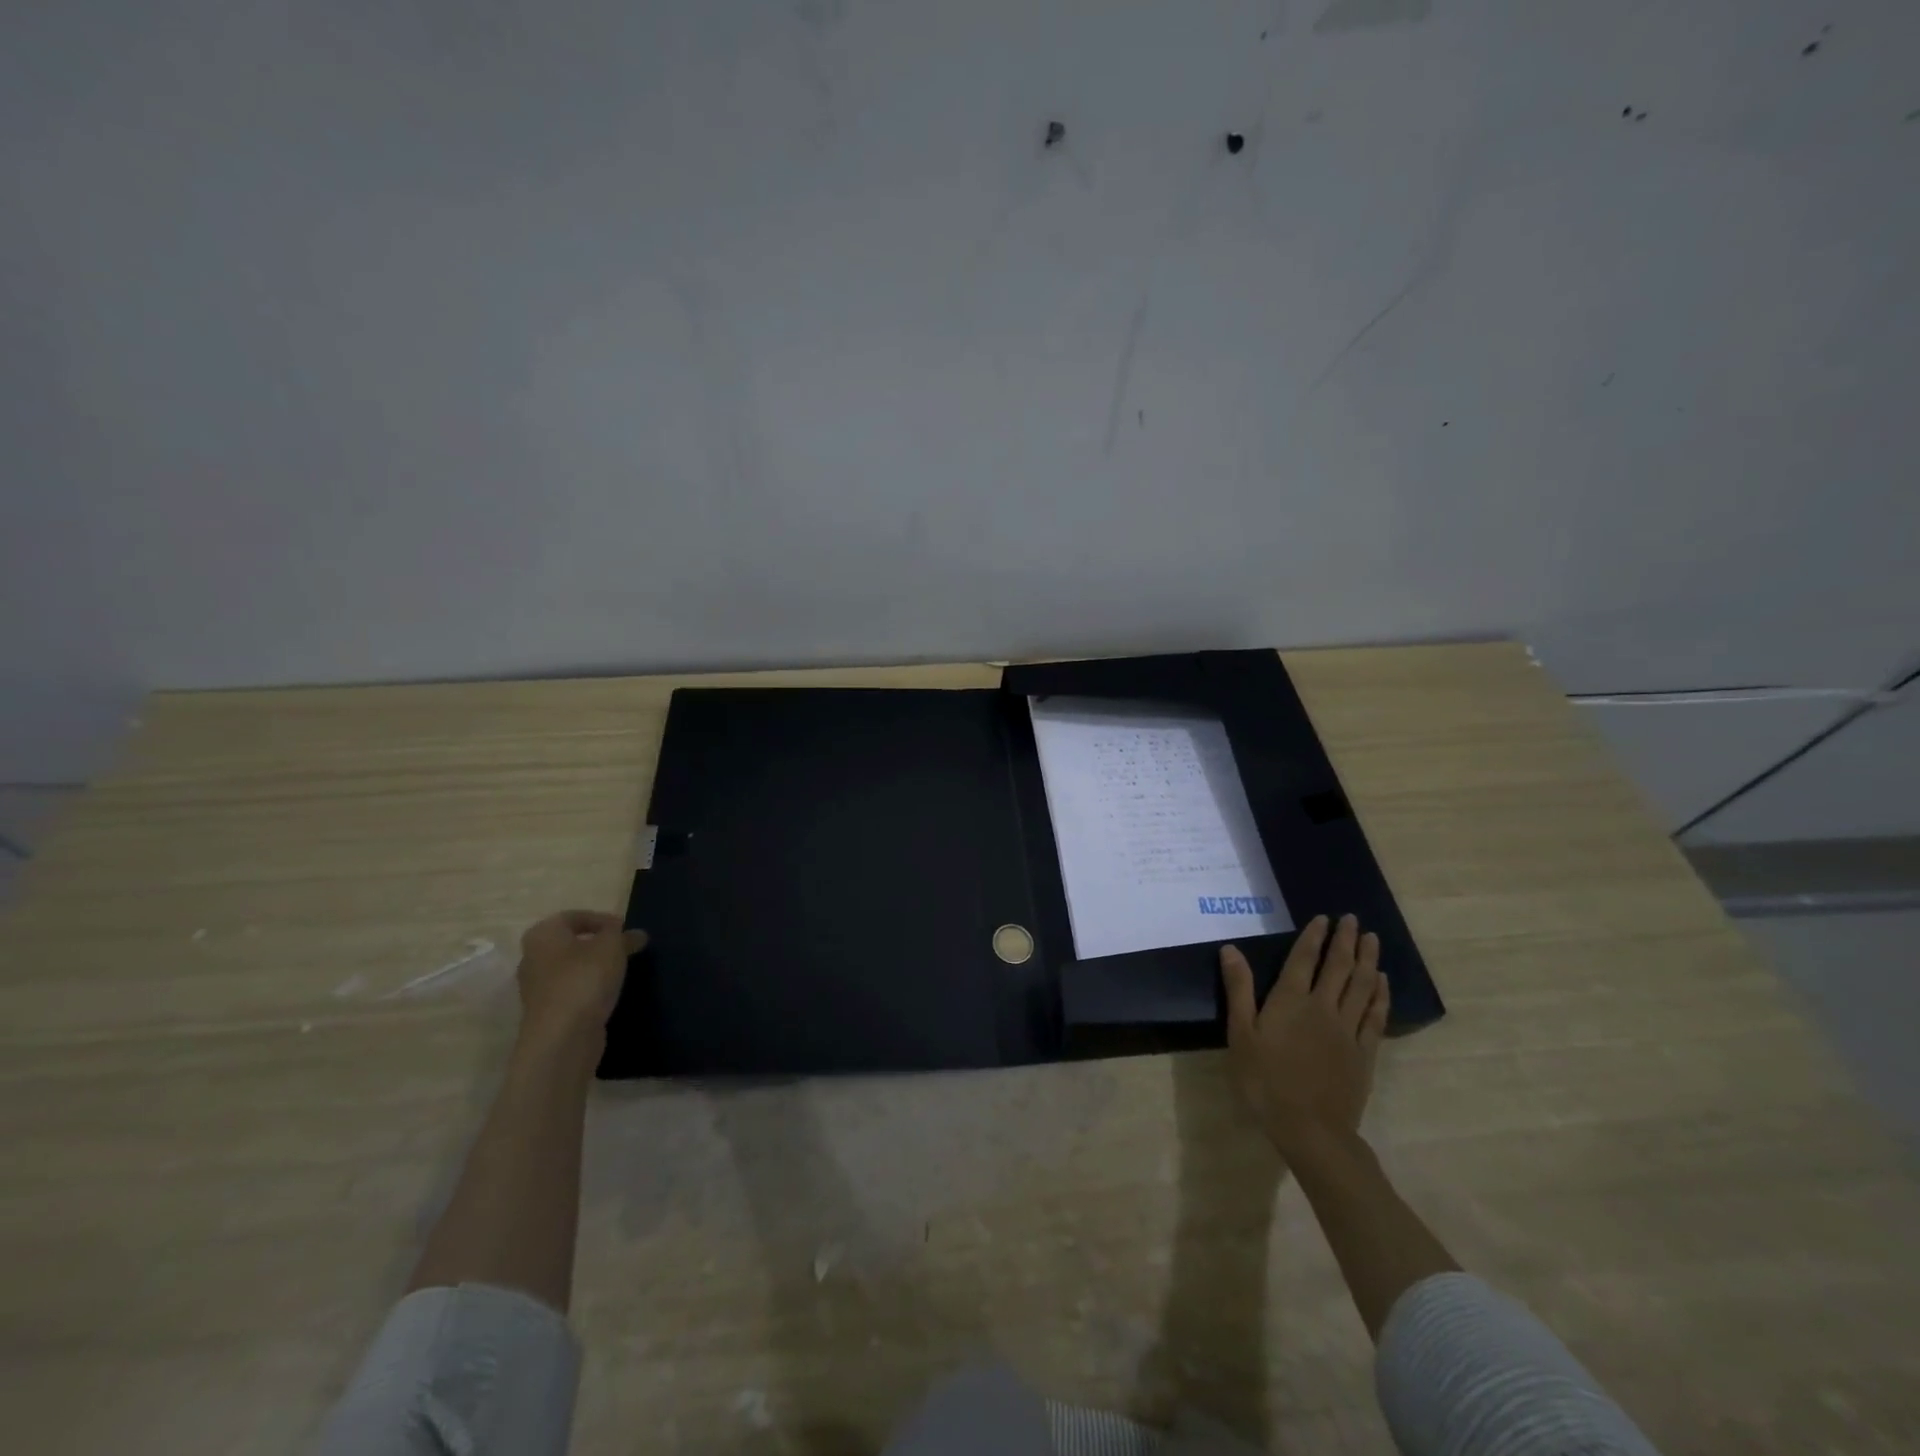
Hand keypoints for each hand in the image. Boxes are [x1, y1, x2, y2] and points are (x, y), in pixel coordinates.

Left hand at [515, 910, 646, 1052]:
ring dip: (595, 967)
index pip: (574, 916)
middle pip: (571, 943)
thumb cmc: (584, 979)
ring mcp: (537, 987)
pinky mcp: (547, 1012)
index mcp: (543, 935)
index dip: (603, 919)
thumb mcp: (612, 946)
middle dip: (599, 944)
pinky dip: (590, 988)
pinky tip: (609, 994)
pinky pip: (572, 990)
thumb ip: (624, 935)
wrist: (562, 1037)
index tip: (626, 930)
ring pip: (572, 968)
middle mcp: (533, 958)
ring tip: (622, 971)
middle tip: (626, 949)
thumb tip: (636, 934)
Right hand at [1220, 914, 1388, 1154]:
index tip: (1325, 918)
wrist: (1310, 1129)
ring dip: (1367, 960)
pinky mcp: (1364, 1052)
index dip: (1314, 937)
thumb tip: (1231, 948)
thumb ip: (1239, 989)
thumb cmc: (1265, 1080)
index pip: (1304, 959)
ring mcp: (1348, 1030)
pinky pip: (1376, 1015)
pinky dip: (1380, 995)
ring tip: (1373, 940)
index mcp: (1291, 1001)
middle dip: (1346, 941)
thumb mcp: (1241, 1034)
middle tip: (1354, 919)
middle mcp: (1323, 1007)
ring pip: (1362, 986)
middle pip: (1339, 967)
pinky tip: (1382, 983)